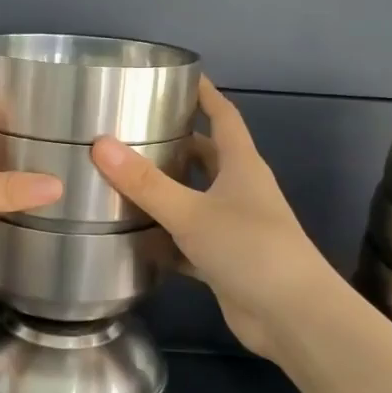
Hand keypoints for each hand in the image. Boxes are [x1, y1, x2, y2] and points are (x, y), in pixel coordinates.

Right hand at [91, 78, 340, 363]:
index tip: (179, 76)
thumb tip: (100, 144)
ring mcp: (235, 227)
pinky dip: (167, 238)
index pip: (222, 116)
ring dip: (168, 191)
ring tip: (124, 179)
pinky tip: (135, 238)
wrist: (292, 316)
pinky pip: (189, 240)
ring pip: (196, 198)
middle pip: (207, 156)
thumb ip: (145, 183)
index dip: (204, 94)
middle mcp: (240, 190)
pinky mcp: (225, 260)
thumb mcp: (191, 212)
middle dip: (176, 142)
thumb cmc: (249, 248)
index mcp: (241, 166)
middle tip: (133, 131)